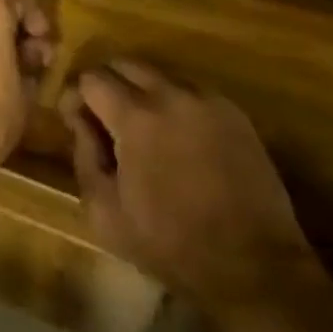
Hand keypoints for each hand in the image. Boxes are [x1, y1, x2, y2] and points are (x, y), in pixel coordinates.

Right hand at [61, 61, 312, 311]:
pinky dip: (174, 103)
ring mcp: (205, 98)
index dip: (77, 95)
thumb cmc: (173, 246)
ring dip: (141, 91)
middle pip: (124, 63)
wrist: (255, 268)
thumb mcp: (108, 214)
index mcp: (135, 115)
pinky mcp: (232, 111)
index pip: (92, 77)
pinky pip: (190, 90)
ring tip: (143, 127)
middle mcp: (169, 93)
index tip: (76, 119)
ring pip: (158, 73)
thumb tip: (78, 118)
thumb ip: (84, 156)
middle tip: (105, 118)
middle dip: (107, 84)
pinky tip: (178, 137)